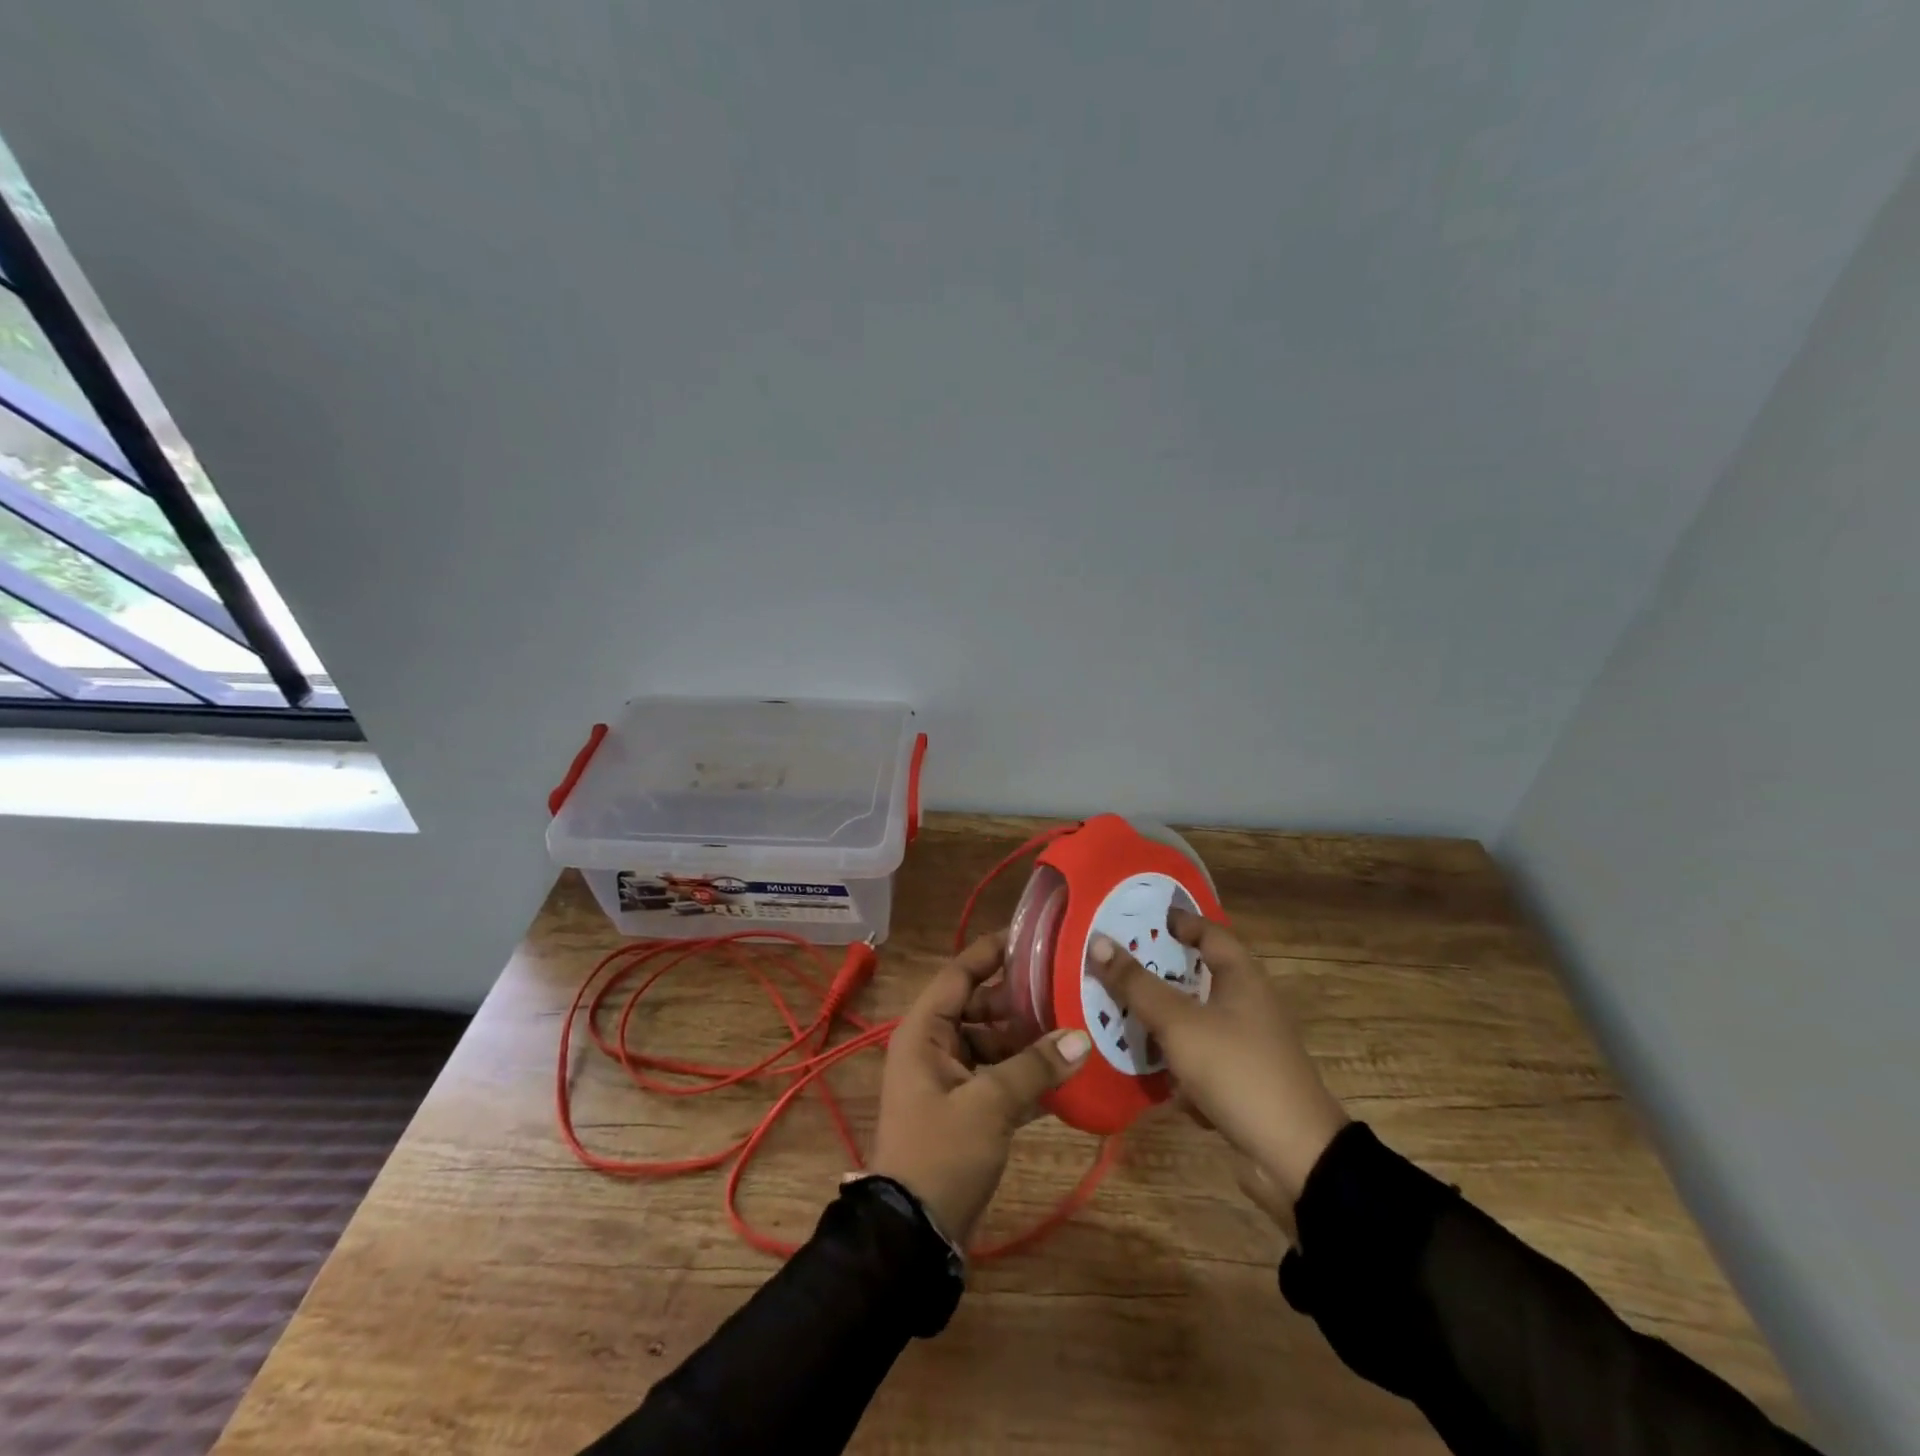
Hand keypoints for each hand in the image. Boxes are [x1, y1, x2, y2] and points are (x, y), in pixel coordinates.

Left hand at [871, 932, 1092, 1242]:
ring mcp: (951, 1079)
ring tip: (1078, 1026)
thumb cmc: (941, 1152)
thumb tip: (1082, 1037)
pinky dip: (1028, 1075)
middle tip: (1069, 986)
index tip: (1034, 936)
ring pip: (994, 1044)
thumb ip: (1035, 1066)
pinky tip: (1069, 1074)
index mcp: (925, 1031)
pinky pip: (1000, 1078)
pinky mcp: (967, 1110)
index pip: (960, 973)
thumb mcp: (989, 1104)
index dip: (993, 952)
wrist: (912, 1237)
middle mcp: (934, 1046)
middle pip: (981, 1007)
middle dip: (1022, 999)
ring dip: (1030, 1040)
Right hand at [1088, 908, 1347, 1211]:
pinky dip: (1174, 1057)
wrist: (1295, 1157)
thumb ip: (1137, 984)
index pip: (1208, 930)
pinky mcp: (1240, 1078)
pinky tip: (1144, 1066)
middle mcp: (1247, 1003)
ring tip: (1115, 1010)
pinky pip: (1199, 1055)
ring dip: (1160, 1017)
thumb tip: (1098, 941)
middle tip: (1113, 962)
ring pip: (1193, 1018)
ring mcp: (1245, 1043)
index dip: (1176, 920)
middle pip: (1196, 974)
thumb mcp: (1179, 1023)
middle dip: (1156, 971)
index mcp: (1241, 977)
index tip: (1138, 917)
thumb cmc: (1237, 1071)